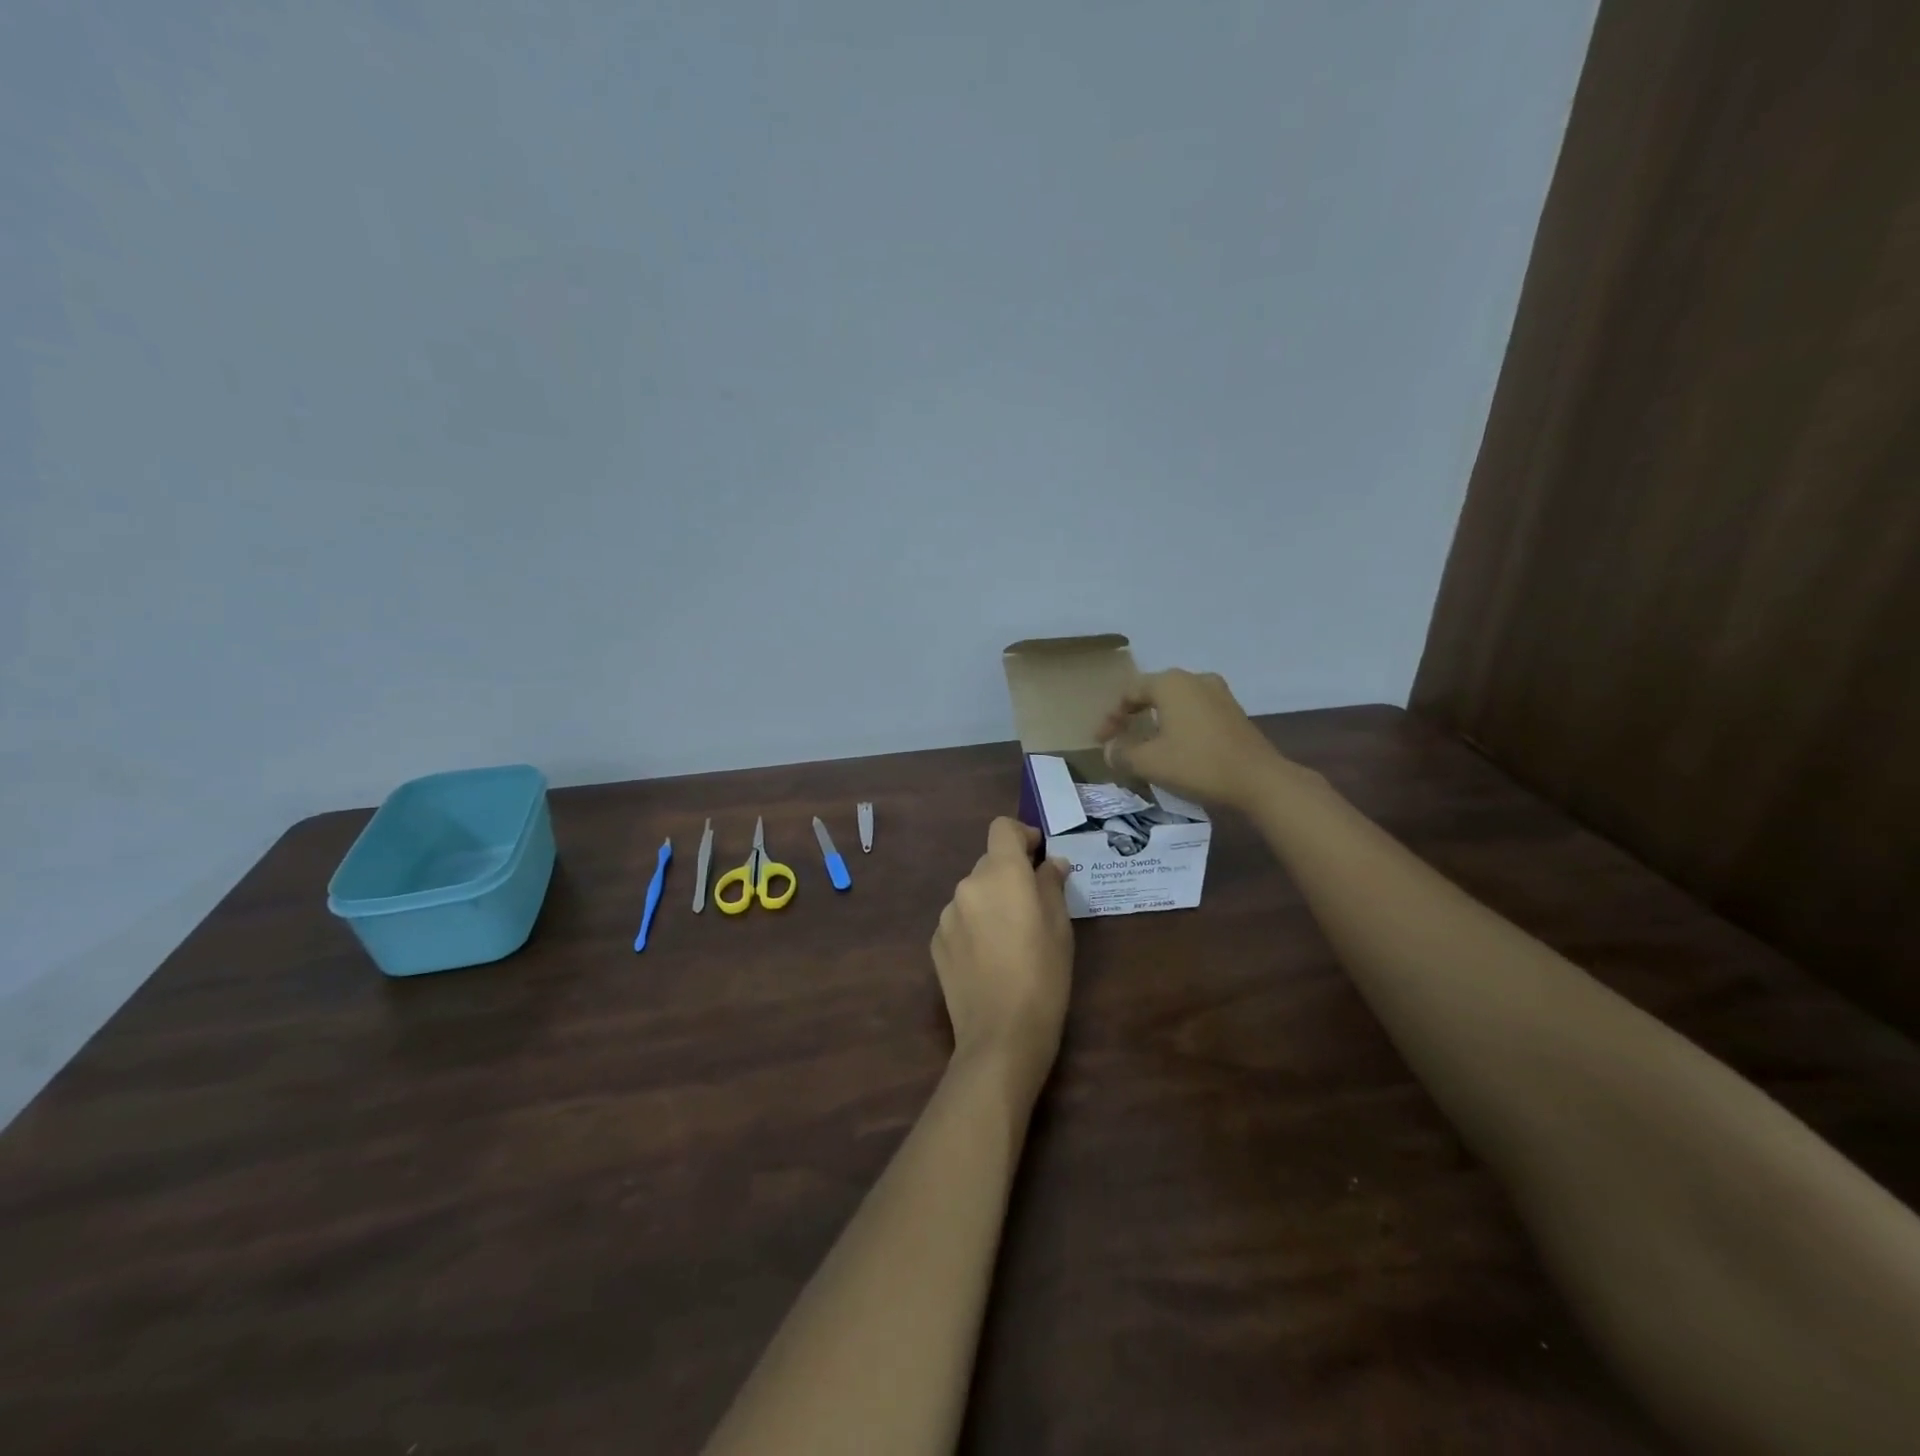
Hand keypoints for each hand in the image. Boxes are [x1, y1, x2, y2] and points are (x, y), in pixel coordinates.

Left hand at [931, 819, 1073, 1096]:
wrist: (1001, 1035)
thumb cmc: (1043, 976)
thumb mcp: (1060, 927)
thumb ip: (1051, 885)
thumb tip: (1050, 863)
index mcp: (1001, 873)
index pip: (1001, 828)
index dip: (1021, 835)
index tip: (1038, 855)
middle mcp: (968, 884)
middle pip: (989, 863)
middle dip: (1010, 875)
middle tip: (1033, 905)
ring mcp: (947, 914)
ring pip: (974, 893)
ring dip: (991, 902)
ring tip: (1010, 938)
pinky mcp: (936, 941)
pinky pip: (959, 920)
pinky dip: (974, 926)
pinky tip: (989, 958)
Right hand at [1095, 668, 1290, 811]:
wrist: (1258, 780)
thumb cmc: (1197, 763)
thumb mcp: (1149, 762)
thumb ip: (1122, 753)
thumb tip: (1109, 750)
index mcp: (1171, 683)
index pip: (1130, 692)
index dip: (1111, 716)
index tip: (1100, 740)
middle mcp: (1195, 679)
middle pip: (1154, 693)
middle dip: (1133, 715)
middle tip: (1119, 738)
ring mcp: (1219, 694)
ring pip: (1176, 703)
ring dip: (1157, 721)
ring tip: (1145, 743)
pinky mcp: (1234, 713)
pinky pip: (1195, 713)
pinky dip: (1178, 726)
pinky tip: (1175, 747)